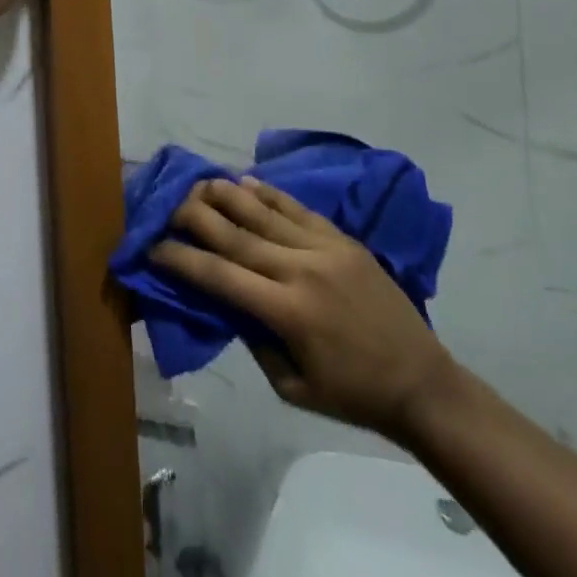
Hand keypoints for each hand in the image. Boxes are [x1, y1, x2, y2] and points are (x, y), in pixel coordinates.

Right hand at [152, 176, 455, 440]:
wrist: (421, 382)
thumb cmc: (352, 395)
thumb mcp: (291, 386)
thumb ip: (255, 338)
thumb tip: (226, 300)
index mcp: (287, 312)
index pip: (220, 276)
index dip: (183, 258)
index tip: (154, 246)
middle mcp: (301, 270)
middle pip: (237, 234)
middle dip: (197, 216)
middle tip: (169, 205)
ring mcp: (325, 249)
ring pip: (265, 212)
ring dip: (227, 195)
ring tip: (200, 182)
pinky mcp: (343, 239)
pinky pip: (298, 209)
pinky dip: (269, 193)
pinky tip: (246, 181)